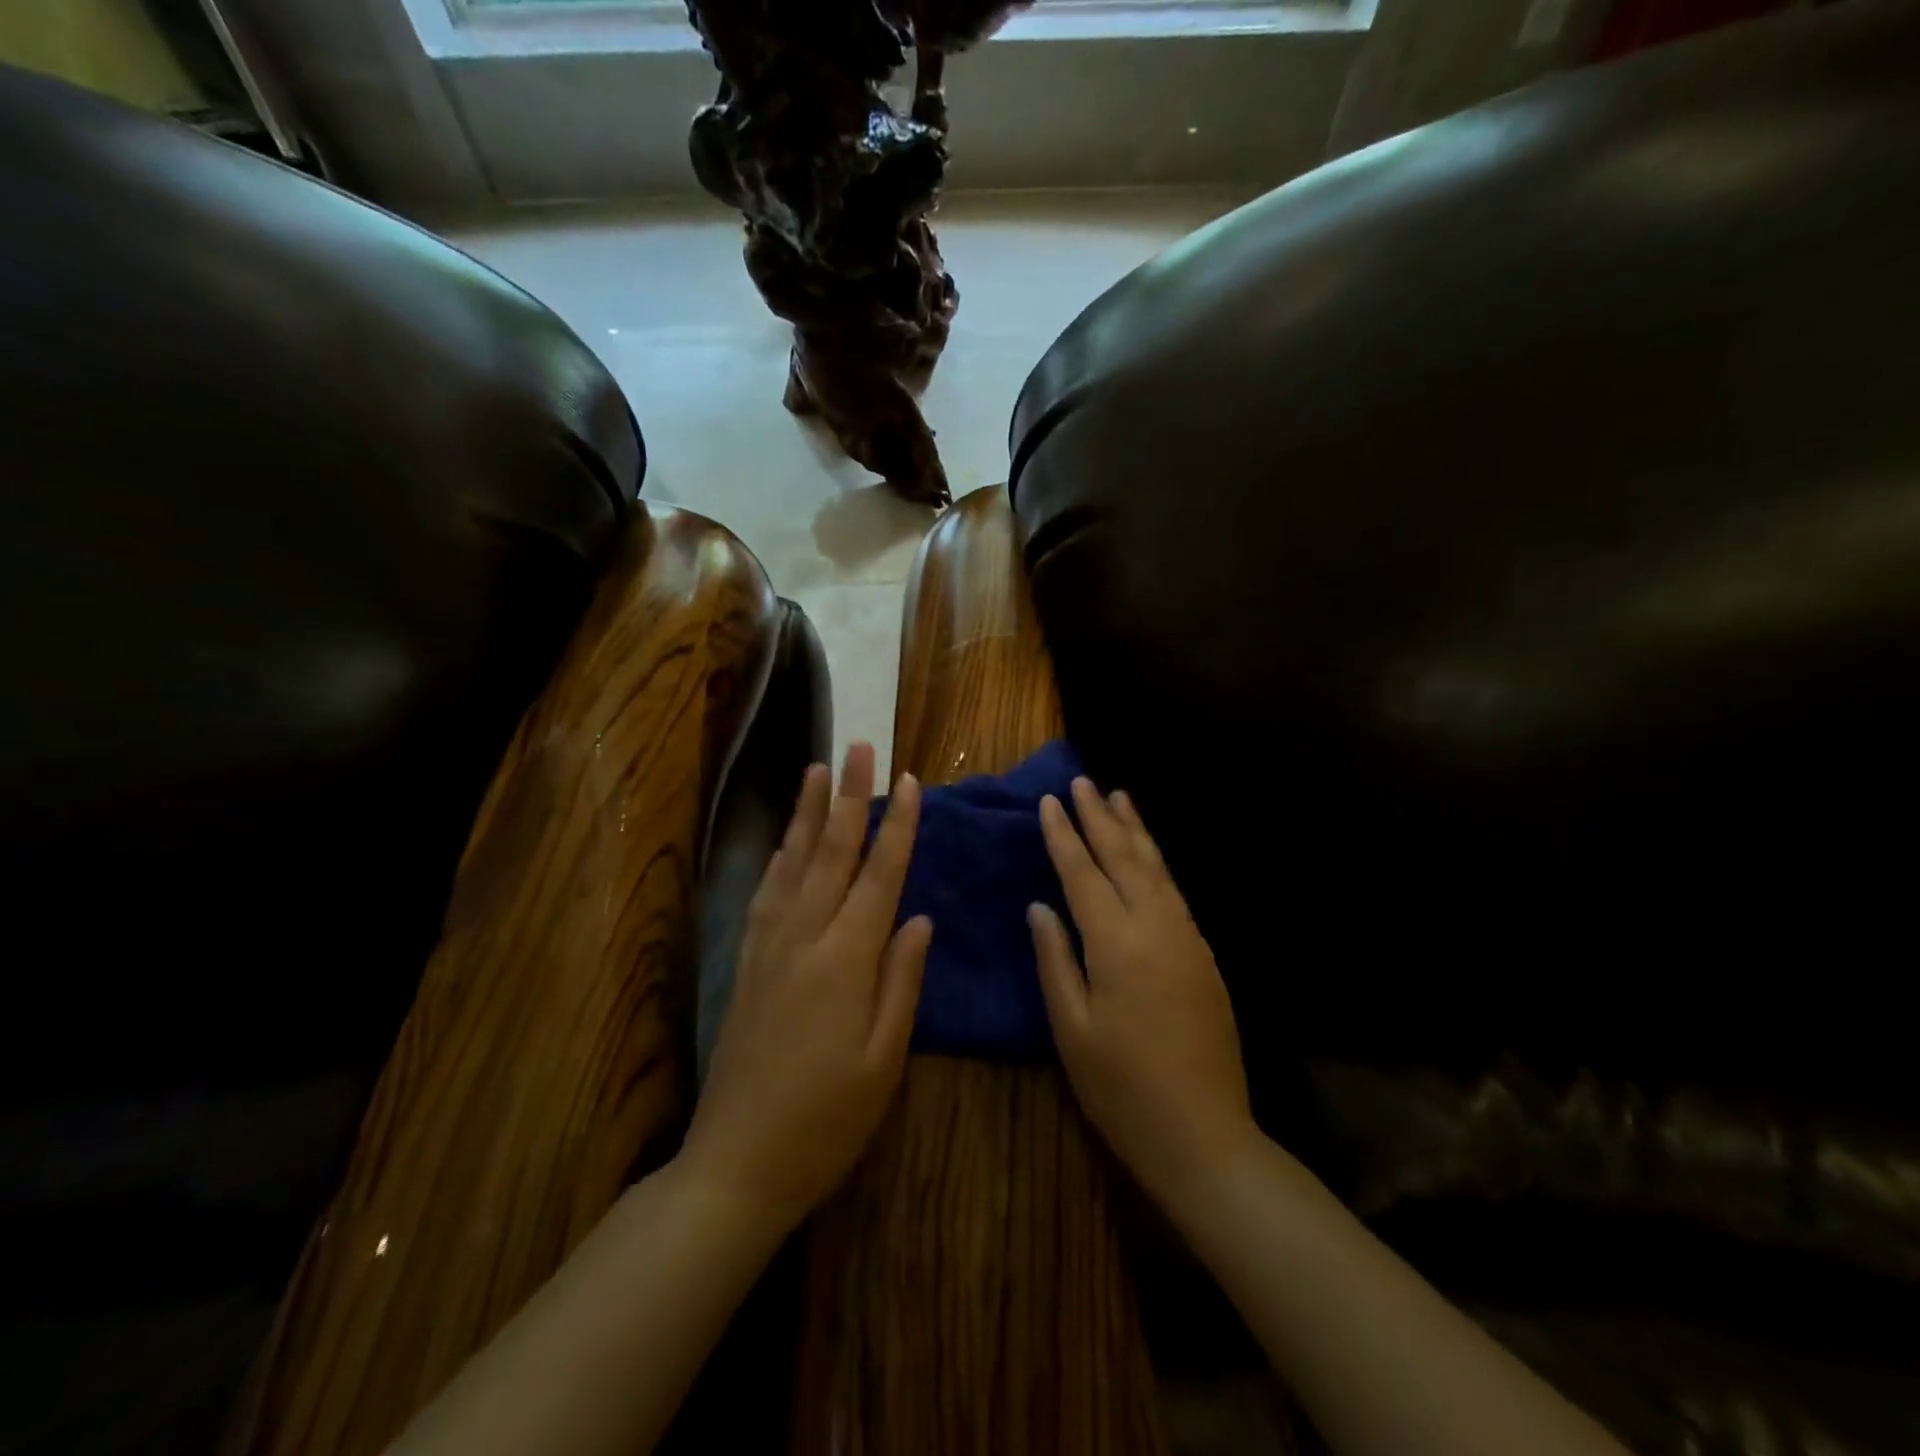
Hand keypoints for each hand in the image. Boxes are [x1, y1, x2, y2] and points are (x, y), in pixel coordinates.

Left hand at [682, 742, 930, 1230]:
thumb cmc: (827, 1118)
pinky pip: (766, 891)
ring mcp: (769, 945)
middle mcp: (805, 936)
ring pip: (794, 862)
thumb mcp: (883, 1058)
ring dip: (810, 813)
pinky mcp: (747, 961)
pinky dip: (780, 855)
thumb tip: (918, 916)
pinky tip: (786, 839)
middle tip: (860, 746)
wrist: (737, 1162)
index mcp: (847, 958)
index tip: (908, 781)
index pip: (879, 874)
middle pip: (833, 852)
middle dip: (850, 796)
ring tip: (819, 769)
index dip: (897, 825)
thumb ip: (902, 980)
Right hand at [1030, 778, 1253, 1204]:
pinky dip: (1156, 862)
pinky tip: (1148, 854)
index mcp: (1116, 943)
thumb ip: (1055, 959)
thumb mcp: (1071, 1029)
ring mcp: (1186, 938)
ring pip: (1157, 868)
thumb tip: (1040, 907)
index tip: (1049, 801)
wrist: (1204, 1135)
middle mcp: (1155, 927)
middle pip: (1124, 858)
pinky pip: (1175, 891)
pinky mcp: (1204, 955)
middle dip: (1099, 817)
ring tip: (1118, 797)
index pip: (1083, 873)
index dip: (1063, 836)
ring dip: (1135, 830)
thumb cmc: (1122, 1088)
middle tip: (1082, 782)